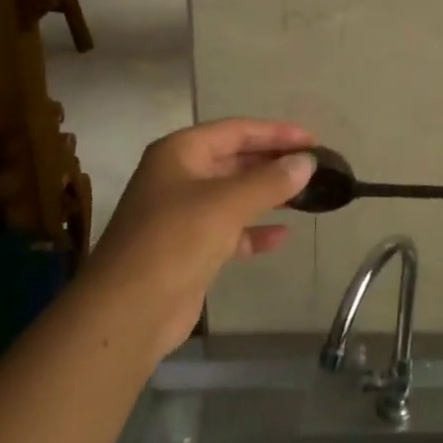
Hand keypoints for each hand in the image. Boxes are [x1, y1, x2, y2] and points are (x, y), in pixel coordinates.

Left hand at [87, 118, 317, 355]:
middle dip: (273, 163)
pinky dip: (254, 230)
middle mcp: (179, 176)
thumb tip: (307, 162)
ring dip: (267, 195)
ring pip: (234, 195)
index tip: (313, 140)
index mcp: (180, 153)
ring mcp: (182, 214)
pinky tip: (282, 236)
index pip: (235, 130)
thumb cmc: (175, 240)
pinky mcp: (188, 249)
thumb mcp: (227, 203)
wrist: (128, 311)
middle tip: (314, 167)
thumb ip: (270, 180)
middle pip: (234, 160)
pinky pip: (229, 230)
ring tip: (307, 196)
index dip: (275, 133)